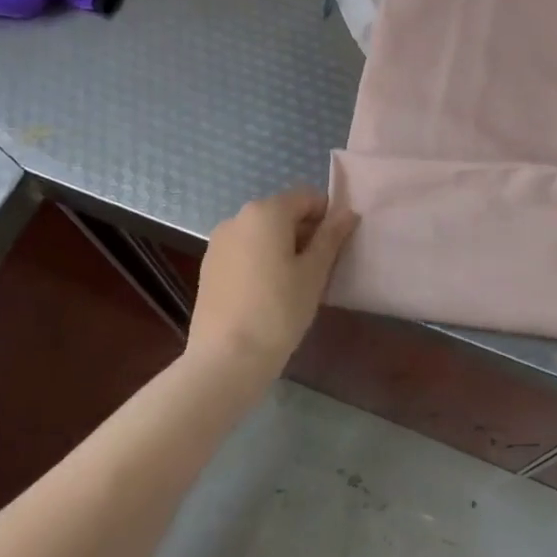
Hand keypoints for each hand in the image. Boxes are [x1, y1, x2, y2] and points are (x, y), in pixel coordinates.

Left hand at [188, 188, 357, 376]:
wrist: (225, 359)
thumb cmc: (279, 310)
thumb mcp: (315, 272)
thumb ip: (332, 236)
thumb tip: (348, 212)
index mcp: (266, 211)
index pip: (307, 197)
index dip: (328, 217)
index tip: (337, 248)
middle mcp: (238, 217)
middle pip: (283, 213)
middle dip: (305, 233)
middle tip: (320, 269)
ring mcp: (218, 242)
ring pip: (262, 233)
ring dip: (283, 247)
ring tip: (293, 285)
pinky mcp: (208, 266)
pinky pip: (244, 251)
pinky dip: (261, 261)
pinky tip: (268, 294)